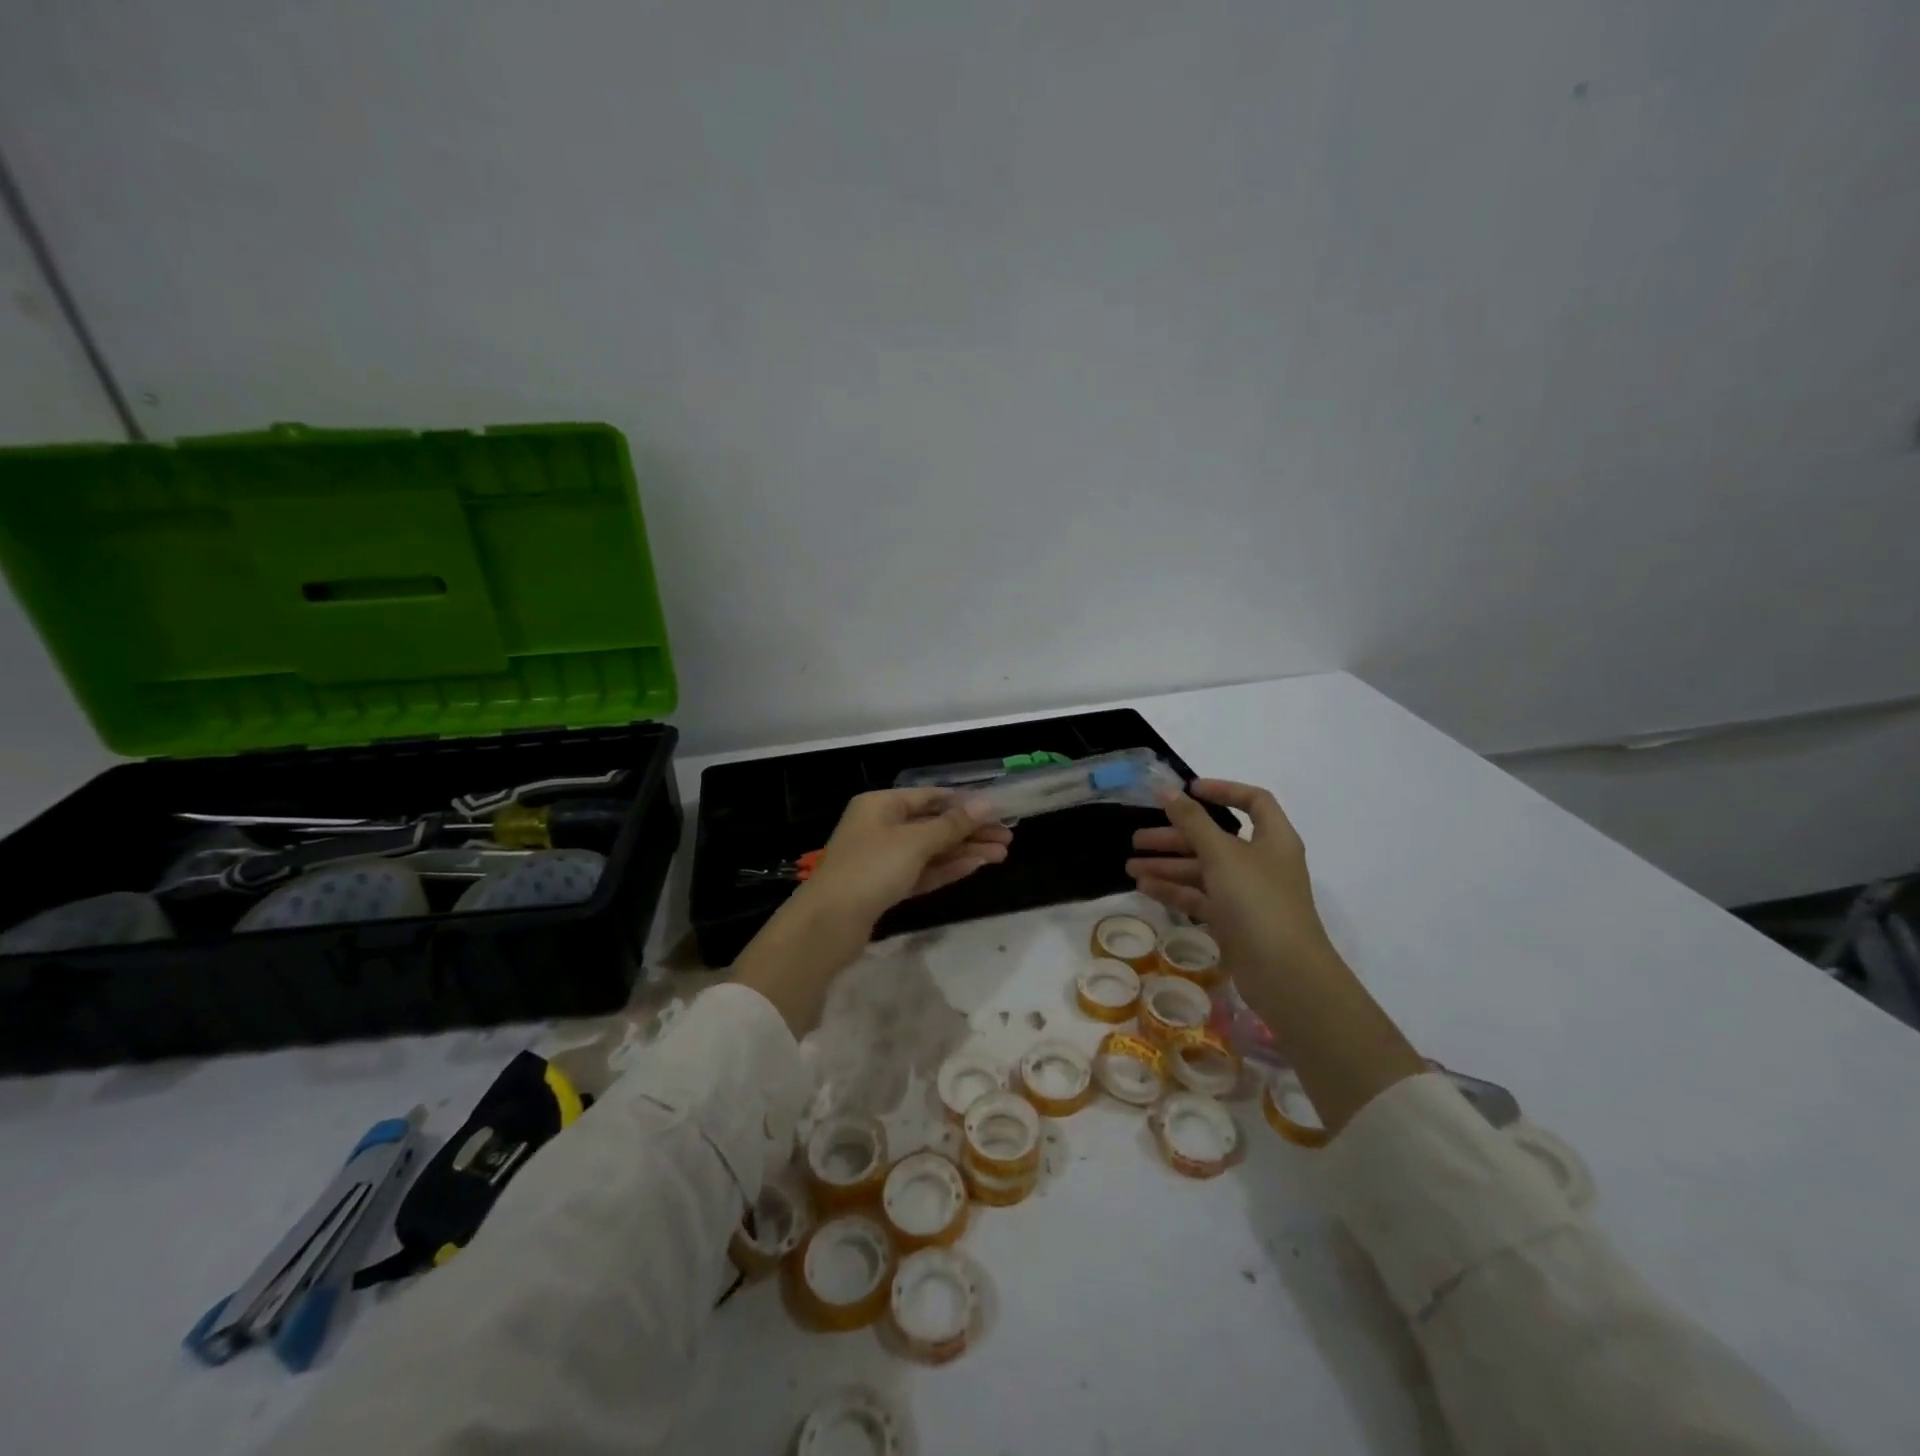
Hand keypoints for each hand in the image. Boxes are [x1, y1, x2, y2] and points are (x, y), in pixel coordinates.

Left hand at [795, 788, 1010, 930]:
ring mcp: (882, 859)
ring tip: (1002, 854)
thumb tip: (987, 804)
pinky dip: (947, 868)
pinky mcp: (885, 888)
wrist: (829, 923)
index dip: (964, 802)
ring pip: (931, 850)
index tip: (997, 810)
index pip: (929, 796)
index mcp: (880, 805)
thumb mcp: (915, 842)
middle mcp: (880, 827)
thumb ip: (953, 825)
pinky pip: (922, 872)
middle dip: (970, 831)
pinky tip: (976, 866)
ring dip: (965, 851)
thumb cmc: (871, 868)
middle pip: (933, 824)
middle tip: (1008, 838)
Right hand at [1125, 779, 1331, 976]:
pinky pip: (1200, 897)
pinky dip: (1174, 890)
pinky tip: (1144, 887)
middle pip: (1215, 838)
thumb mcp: (1222, 854)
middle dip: (1176, 835)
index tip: (1186, 791)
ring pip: (1203, 870)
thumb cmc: (1258, 901)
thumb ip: (1192, 821)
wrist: (1285, 974)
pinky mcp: (1234, 921)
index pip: (1253, 801)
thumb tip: (1168, 790)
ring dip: (1168, 865)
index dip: (1221, 790)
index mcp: (1273, 838)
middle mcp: (1262, 862)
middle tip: (1138, 839)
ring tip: (1130, 866)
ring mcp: (1247, 894)